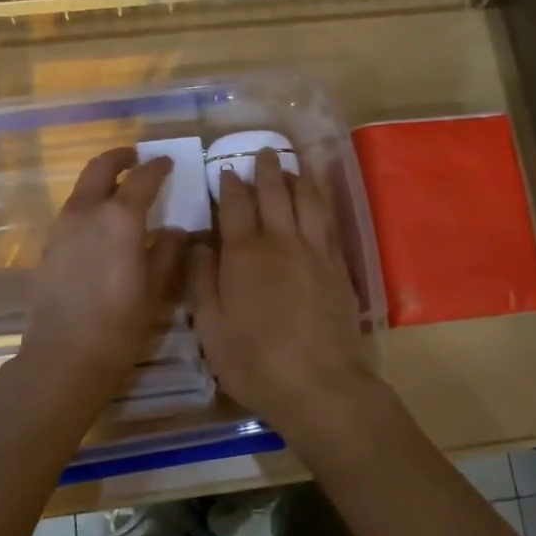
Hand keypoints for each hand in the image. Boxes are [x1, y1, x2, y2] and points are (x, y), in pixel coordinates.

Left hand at [8, 147, 185, 417]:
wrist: (63, 357)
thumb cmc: (120, 325)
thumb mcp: (156, 289)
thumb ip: (167, 252)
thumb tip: (176, 230)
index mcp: (120, 217)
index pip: (142, 178)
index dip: (157, 167)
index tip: (168, 162)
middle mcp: (87, 212)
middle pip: (100, 168)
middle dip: (119, 157)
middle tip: (135, 157)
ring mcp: (61, 227)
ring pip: (82, 189)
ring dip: (101, 180)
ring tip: (120, 190)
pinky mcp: (48, 246)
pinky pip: (71, 212)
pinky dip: (88, 205)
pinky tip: (100, 227)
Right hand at [188, 150, 379, 448]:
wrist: (320, 384)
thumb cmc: (255, 361)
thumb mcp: (210, 327)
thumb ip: (201, 280)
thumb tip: (197, 242)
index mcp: (244, 253)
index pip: (235, 206)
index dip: (229, 185)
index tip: (226, 169)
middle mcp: (281, 241)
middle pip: (275, 193)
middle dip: (267, 169)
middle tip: (262, 151)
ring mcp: (314, 251)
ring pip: (307, 200)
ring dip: (298, 177)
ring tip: (292, 163)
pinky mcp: (338, 266)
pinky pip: (328, 221)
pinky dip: (321, 201)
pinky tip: (318, 199)